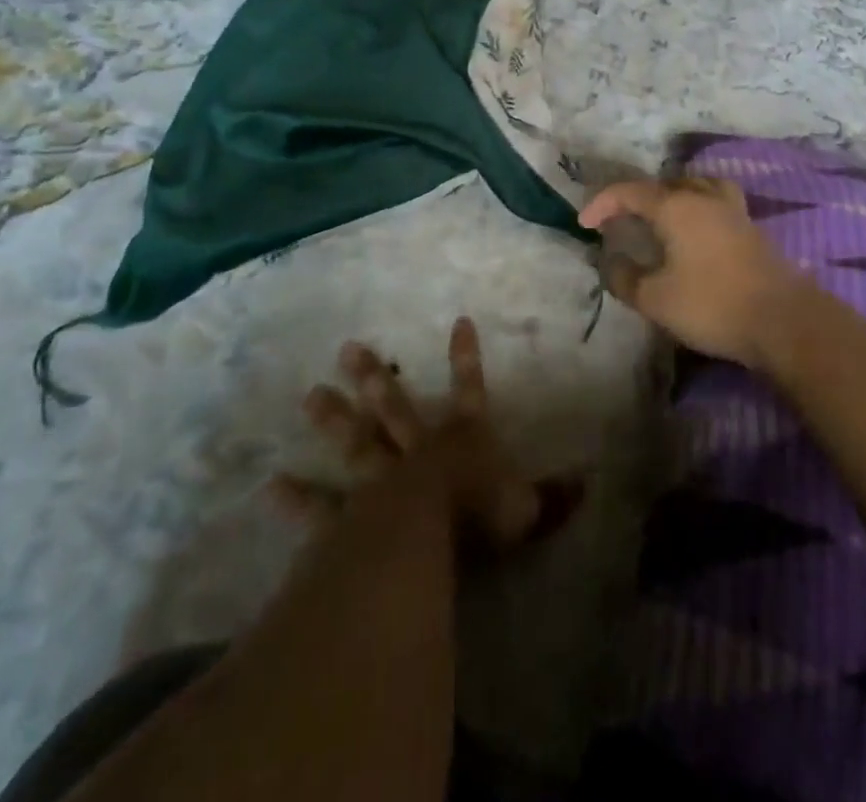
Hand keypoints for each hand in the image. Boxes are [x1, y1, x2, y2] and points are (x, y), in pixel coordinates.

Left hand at [266, 317, 578, 551]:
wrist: (424, 544)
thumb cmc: (478, 522)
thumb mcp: (526, 511)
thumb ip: (554, 497)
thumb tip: (591, 482)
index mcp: (461, 444)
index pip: (470, 391)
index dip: (467, 359)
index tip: (460, 321)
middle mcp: (417, 452)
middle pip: (395, 408)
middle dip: (375, 379)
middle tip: (347, 349)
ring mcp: (379, 481)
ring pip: (357, 442)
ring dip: (336, 420)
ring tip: (310, 395)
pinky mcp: (351, 518)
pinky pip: (323, 507)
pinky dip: (300, 498)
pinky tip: (274, 484)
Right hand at [578, 177, 808, 368]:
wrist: (784, 320)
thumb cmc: (712, 305)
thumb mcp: (656, 299)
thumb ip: (625, 278)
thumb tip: (611, 263)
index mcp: (676, 206)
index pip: (630, 192)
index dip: (602, 203)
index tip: (584, 223)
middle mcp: (704, 198)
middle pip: (665, 183)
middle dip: (637, 198)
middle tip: (622, 220)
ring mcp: (733, 211)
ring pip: (697, 186)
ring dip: (673, 195)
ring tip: (662, 216)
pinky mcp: (752, 229)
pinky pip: (716, 203)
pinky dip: (697, 208)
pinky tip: (696, 234)